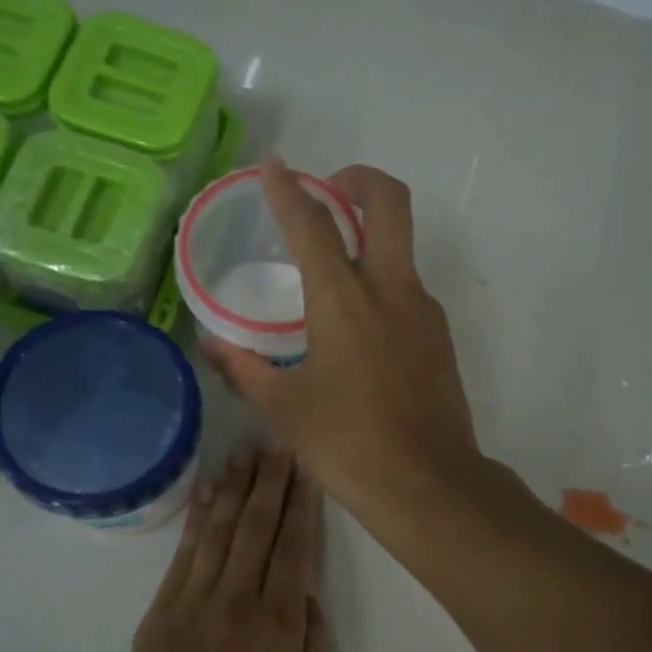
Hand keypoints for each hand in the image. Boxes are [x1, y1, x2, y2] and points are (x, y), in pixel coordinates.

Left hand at [110, 449, 331, 651]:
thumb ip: (314, 644)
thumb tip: (306, 592)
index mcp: (278, 625)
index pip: (294, 547)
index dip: (302, 503)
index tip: (307, 468)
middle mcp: (236, 601)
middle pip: (256, 527)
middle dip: (270, 482)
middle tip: (279, 445)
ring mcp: (192, 603)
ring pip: (218, 532)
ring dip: (234, 489)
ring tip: (245, 455)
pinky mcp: (159, 613)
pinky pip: (182, 555)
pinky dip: (195, 519)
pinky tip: (205, 492)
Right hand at [203, 160, 479, 523]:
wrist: (428, 485)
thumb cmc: (348, 445)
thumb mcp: (285, 409)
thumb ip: (245, 368)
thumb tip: (211, 345)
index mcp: (344, 300)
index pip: (312, 223)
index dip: (287, 189)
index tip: (272, 166)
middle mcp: (391, 289)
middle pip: (389, 201)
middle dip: (359, 178)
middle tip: (328, 191)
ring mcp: (424, 311)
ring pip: (403, 245)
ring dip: (371, 234)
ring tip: (332, 269)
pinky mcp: (440, 337)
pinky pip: (409, 288)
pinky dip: (382, 281)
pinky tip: (358, 325)